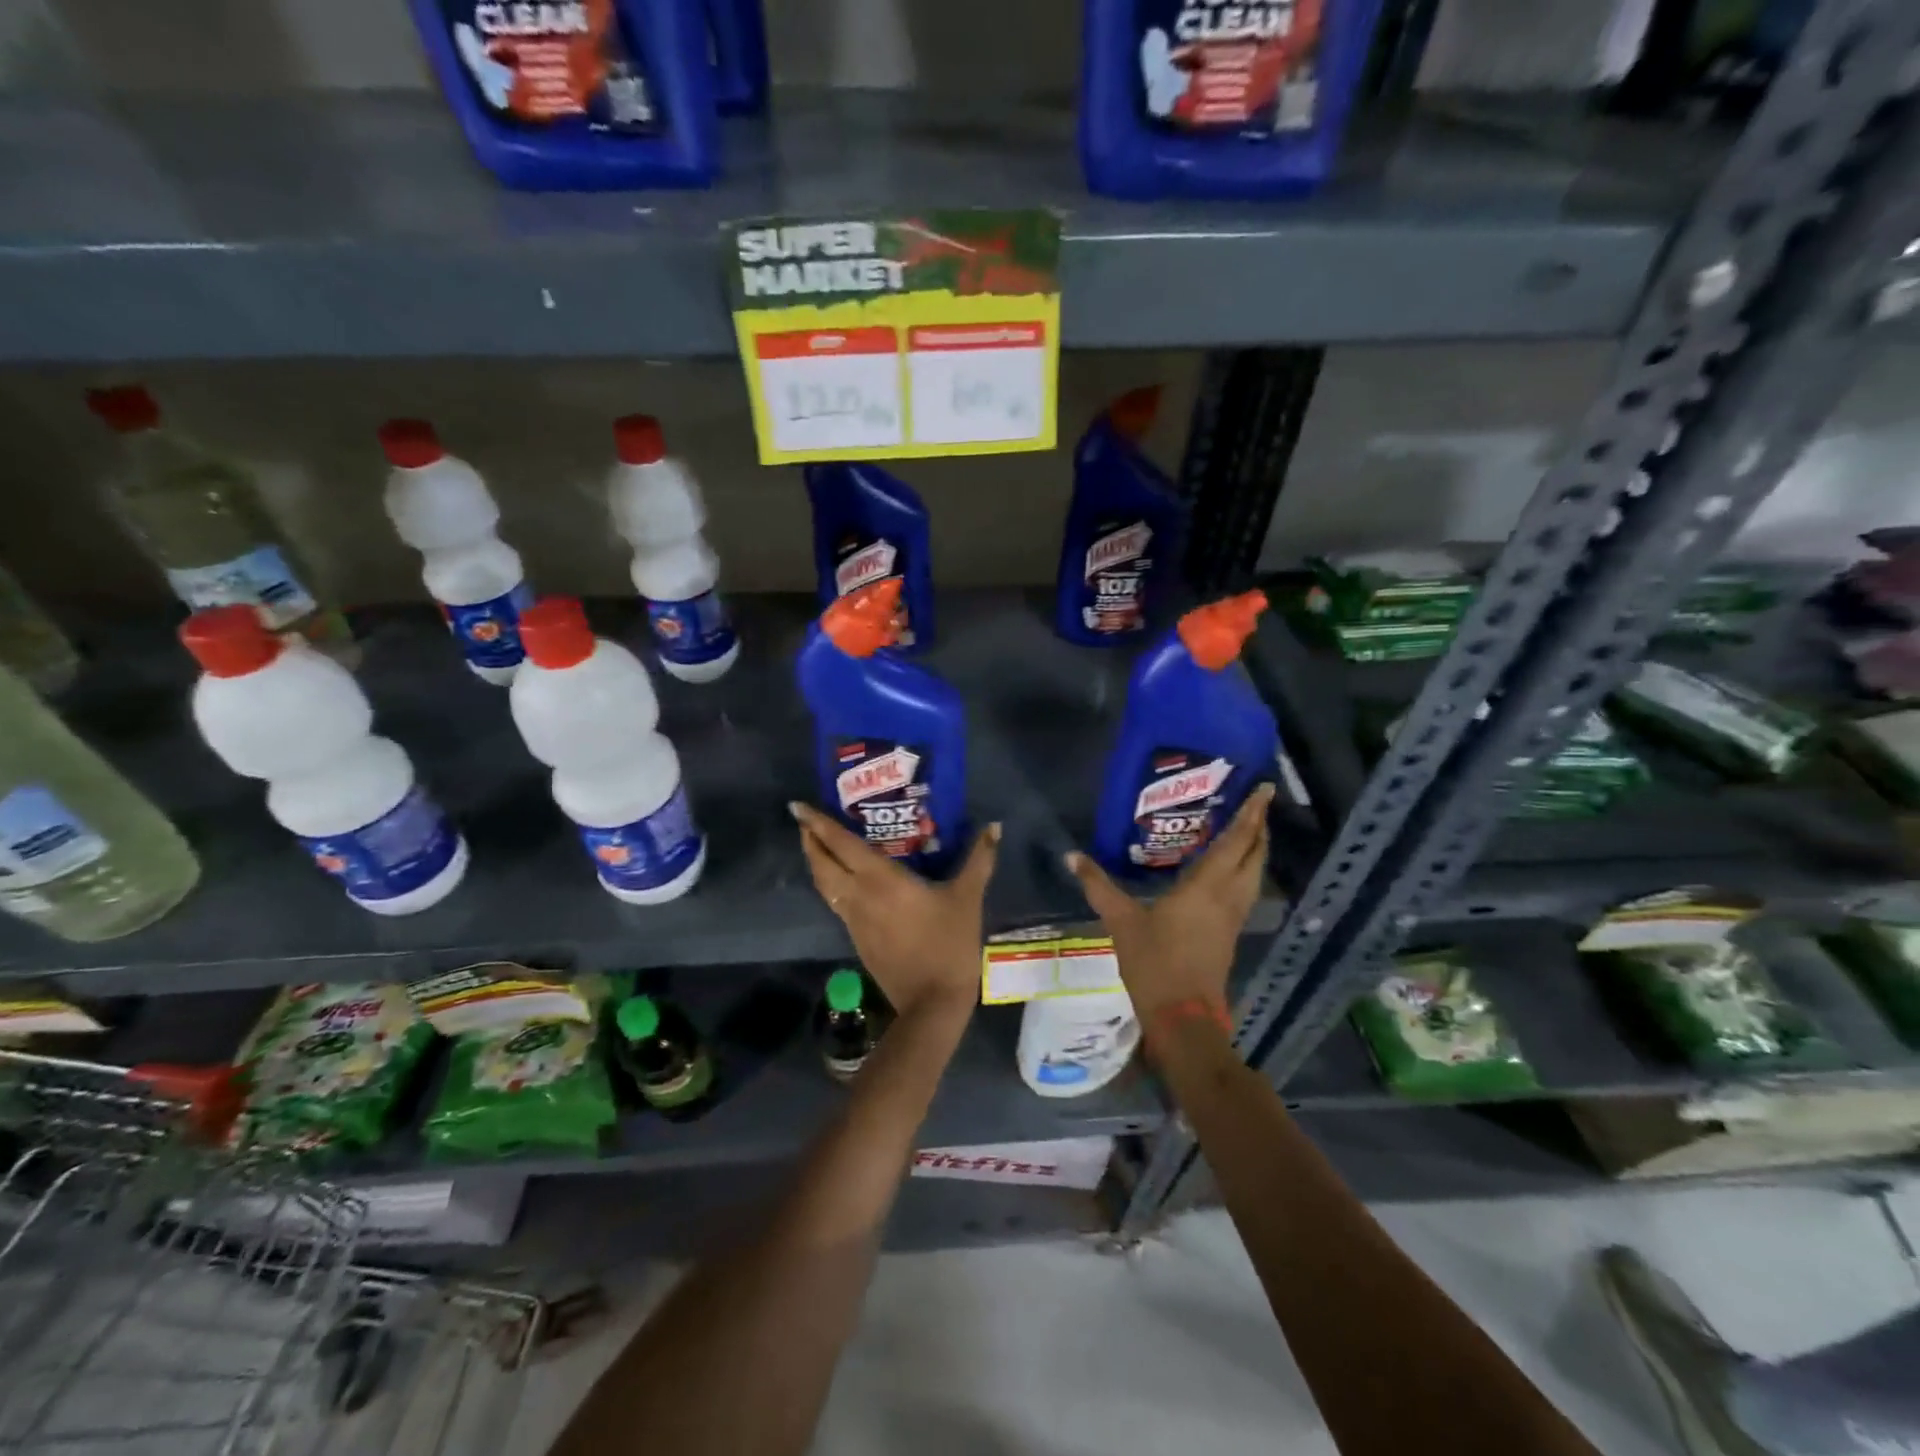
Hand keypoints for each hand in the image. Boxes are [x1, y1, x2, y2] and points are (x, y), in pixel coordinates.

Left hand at [791, 803, 999, 1021]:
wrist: (932, 1002)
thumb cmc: (948, 943)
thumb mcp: (967, 897)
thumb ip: (979, 859)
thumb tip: (993, 826)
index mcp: (880, 880)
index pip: (840, 845)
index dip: (818, 824)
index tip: (798, 806)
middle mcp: (858, 896)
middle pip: (822, 864)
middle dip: (810, 841)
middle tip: (805, 821)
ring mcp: (854, 921)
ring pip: (825, 886)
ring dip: (817, 863)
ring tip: (818, 845)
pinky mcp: (857, 940)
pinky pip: (836, 903)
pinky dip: (831, 884)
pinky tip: (844, 882)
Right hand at [1065, 783, 1274, 1019]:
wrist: (1183, 1017)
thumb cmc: (1154, 963)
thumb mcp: (1121, 921)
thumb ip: (1099, 886)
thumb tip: (1071, 856)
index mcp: (1207, 887)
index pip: (1236, 842)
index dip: (1250, 814)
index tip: (1265, 789)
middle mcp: (1228, 896)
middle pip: (1254, 855)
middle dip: (1257, 827)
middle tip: (1255, 802)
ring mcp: (1233, 916)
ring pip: (1254, 873)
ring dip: (1255, 848)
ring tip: (1247, 828)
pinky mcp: (1230, 932)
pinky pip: (1246, 889)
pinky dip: (1245, 869)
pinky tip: (1230, 868)